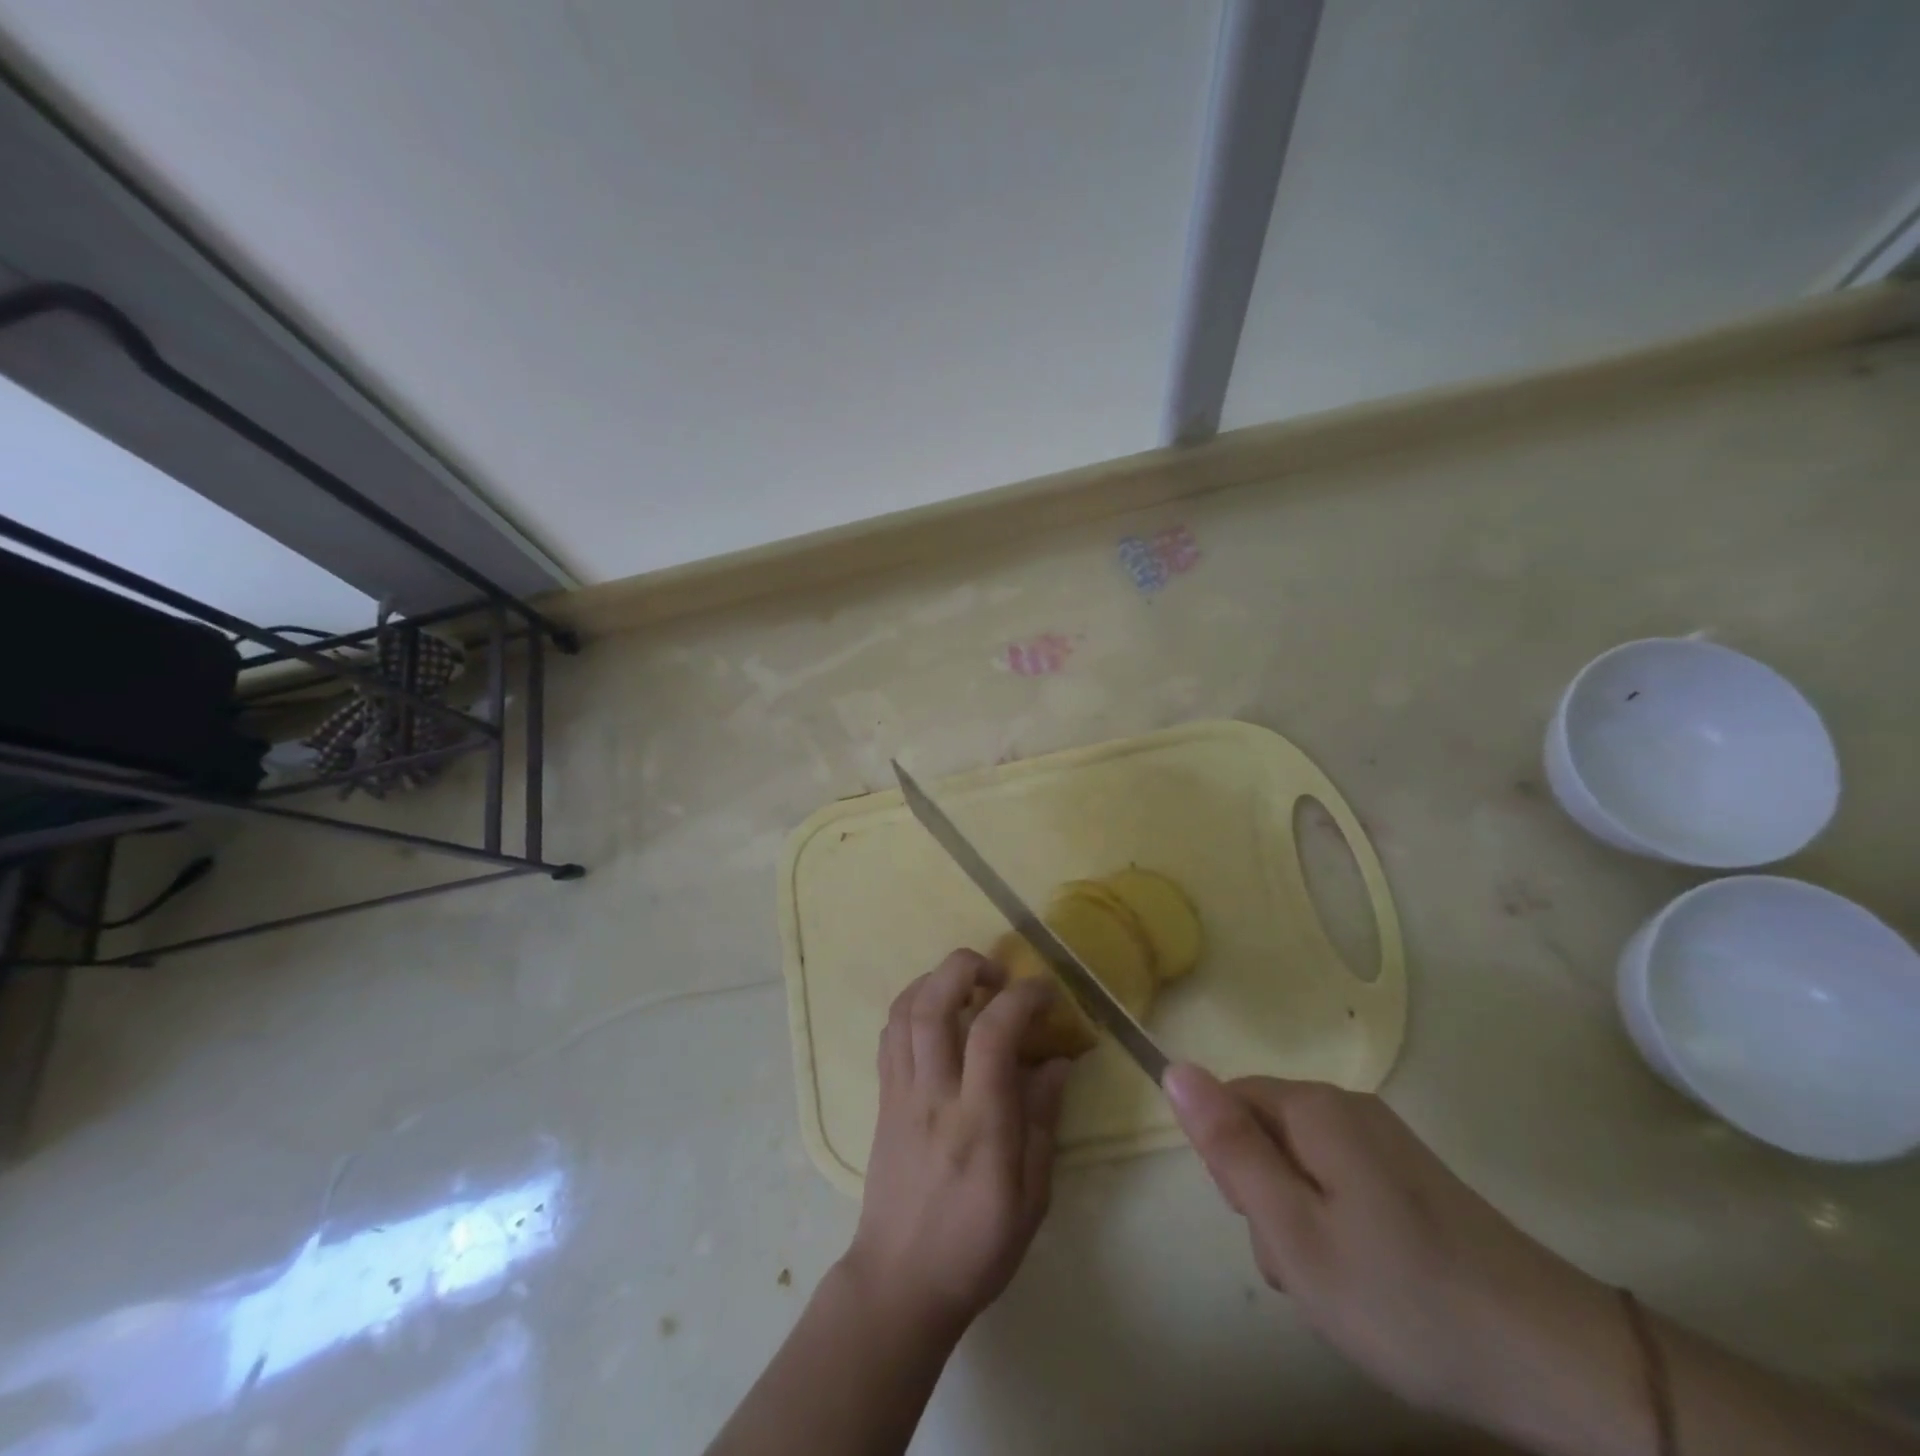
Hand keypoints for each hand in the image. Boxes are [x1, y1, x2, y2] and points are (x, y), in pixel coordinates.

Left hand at [842, 950, 1072, 1343]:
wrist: (899, 1283)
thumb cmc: (976, 1248)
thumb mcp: (1032, 1198)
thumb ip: (1043, 1121)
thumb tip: (1057, 1061)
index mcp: (978, 1123)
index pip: (993, 1033)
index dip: (1022, 998)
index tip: (1046, 992)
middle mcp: (933, 1095)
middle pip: (933, 1003)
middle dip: (965, 967)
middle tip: (998, 974)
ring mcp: (900, 1092)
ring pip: (904, 1010)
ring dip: (936, 979)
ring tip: (968, 986)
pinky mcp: (882, 1098)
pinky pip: (890, 1034)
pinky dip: (913, 1006)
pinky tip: (937, 1015)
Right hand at [1164, 1065, 1631, 1448]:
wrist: (1556, 1363)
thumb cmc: (1402, 1297)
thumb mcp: (1293, 1231)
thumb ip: (1229, 1147)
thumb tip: (1174, 1067)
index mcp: (1315, 1108)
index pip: (1229, 1101)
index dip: (1230, 1163)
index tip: (1263, 1221)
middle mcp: (1348, 1107)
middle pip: (1265, 1131)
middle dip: (1265, 1196)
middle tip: (1305, 1263)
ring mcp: (1385, 1141)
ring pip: (1301, 1164)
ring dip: (1300, 1219)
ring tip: (1340, 1284)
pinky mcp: (1411, 1177)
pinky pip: (1340, 1182)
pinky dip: (1337, 1227)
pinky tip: (1370, 1281)